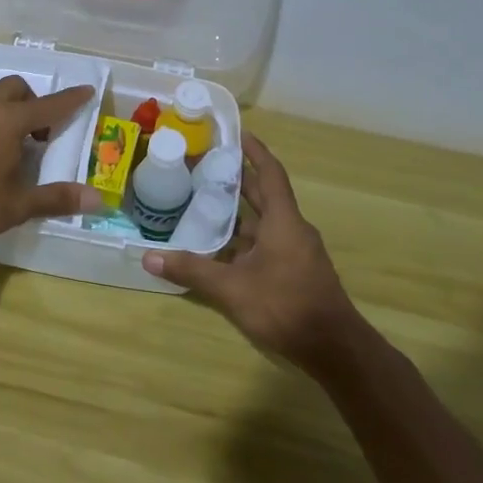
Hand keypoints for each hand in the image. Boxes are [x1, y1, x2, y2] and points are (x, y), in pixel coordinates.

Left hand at [0, 76, 101, 246]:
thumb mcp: (16, 205)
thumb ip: (56, 198)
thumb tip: (98, 199)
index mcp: (10, 121)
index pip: (50, 106)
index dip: (71, 99)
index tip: (88, 90)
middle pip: (17, 88)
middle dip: (35, 101)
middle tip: (42, 133)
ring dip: (12, 109)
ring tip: (18, 144)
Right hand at [142, 134, 359, 371]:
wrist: (334, 348)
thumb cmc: (285, 305)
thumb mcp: (232, 288)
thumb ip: (192, 270)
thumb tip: (148, 257)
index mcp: (283, 220)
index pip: (270, 174)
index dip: (255, 152)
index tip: (238, 133)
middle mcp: (292, 229)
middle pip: (265, 196)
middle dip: (239, 180)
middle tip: (207, 166)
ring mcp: (297, 252)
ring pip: (264, 223)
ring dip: (239, 213)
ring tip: (205, 205)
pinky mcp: (296, 273)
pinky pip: (267, 244)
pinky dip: (244, 240)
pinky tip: (221, 250)